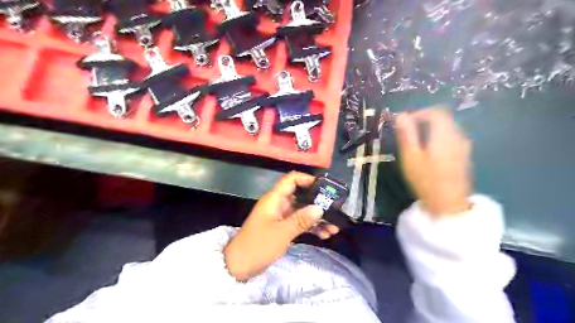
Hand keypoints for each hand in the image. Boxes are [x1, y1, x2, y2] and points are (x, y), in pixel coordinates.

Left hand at [222, 171, 337, 279]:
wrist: (239, 266)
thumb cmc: (258, 245)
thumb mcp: (281, 233)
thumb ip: (301, 220)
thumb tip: (320, 208)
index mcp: (275, 199)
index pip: (291, 180)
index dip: (307, 179)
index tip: (325, 187)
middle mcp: (279, 204)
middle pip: (301, 196)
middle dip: (318, 203)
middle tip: (335, 210)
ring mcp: (281, 217)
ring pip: (302, 211)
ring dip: (317, 218)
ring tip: (334, 227)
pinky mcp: (282, 228)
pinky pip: (299, 223)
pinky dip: (311, 227)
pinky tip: (324, 235)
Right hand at [398, 107, 473, 214]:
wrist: (449, 204)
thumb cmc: (426, 180)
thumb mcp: (411, 157)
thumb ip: (407, 134)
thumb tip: (401, 115)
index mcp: (444, 134)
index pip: (436, 112)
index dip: (419, 113)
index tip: (405, 122)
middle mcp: (458, 136)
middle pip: (443, 119)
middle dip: (424, 121)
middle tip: (408, 133)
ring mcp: (463, 146)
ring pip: (448, 128)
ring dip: (431, 130)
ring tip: (416, 143)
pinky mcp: (464, 156)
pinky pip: (451, 138)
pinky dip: (438, 138)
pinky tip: (430, 152)